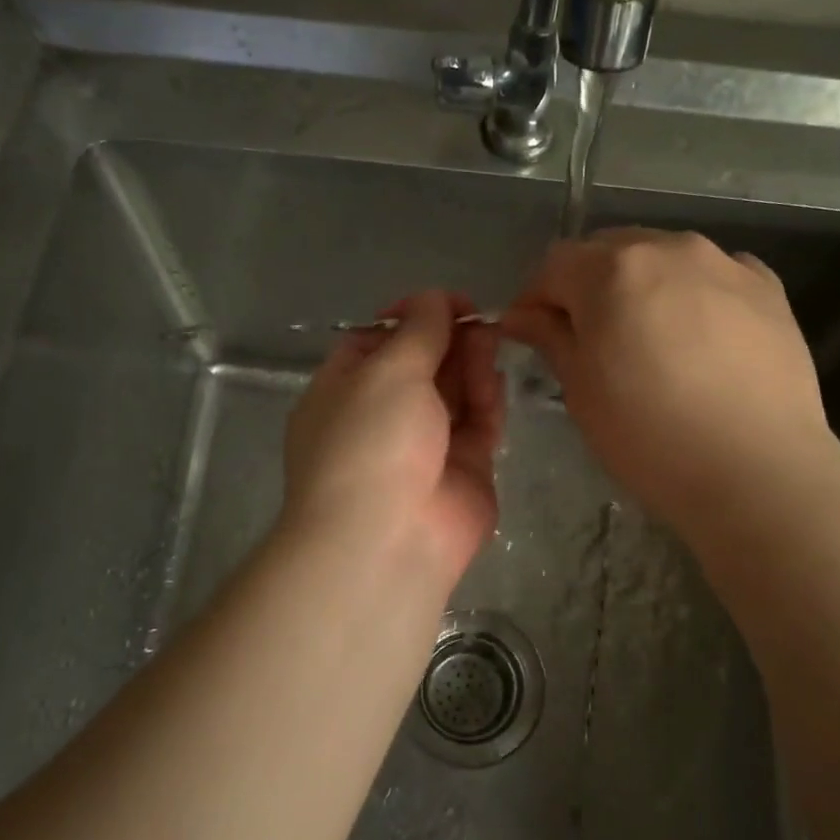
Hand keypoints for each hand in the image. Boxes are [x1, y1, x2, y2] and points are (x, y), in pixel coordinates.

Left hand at [282, 290, 505, 590]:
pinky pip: (477, 426)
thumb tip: (434, 298)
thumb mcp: (388, 371)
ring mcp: (423, 447)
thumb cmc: (372, 442)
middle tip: (479, 319)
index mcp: (344, 392)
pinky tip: (494, 379)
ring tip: (492, 339)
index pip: (376, 343)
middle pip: (421, 366)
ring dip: (470, 365)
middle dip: (448, 339)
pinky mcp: (463, 471)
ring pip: (453, 394)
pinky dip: (486, 401)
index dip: (410, 318)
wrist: (387, 541)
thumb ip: (418, 331)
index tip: (444, 303)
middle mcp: (381, 418)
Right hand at [500, 228, 827, 534]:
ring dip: (643, 286)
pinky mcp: (768, 287)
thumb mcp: (582, 391)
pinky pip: (715, 276)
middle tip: (590, 339)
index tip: (534, 334)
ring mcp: (725, 263)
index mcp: (612, 271)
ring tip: (650, 339)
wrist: (758, 471)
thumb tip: (521, 315)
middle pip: (610, 250)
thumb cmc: (650, 438)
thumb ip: (550, 338)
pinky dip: (695, 294)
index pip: (555, 264)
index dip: (536, 298)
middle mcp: (668, 248)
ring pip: (664, 258)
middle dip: (588, 285)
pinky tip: (701, 337)